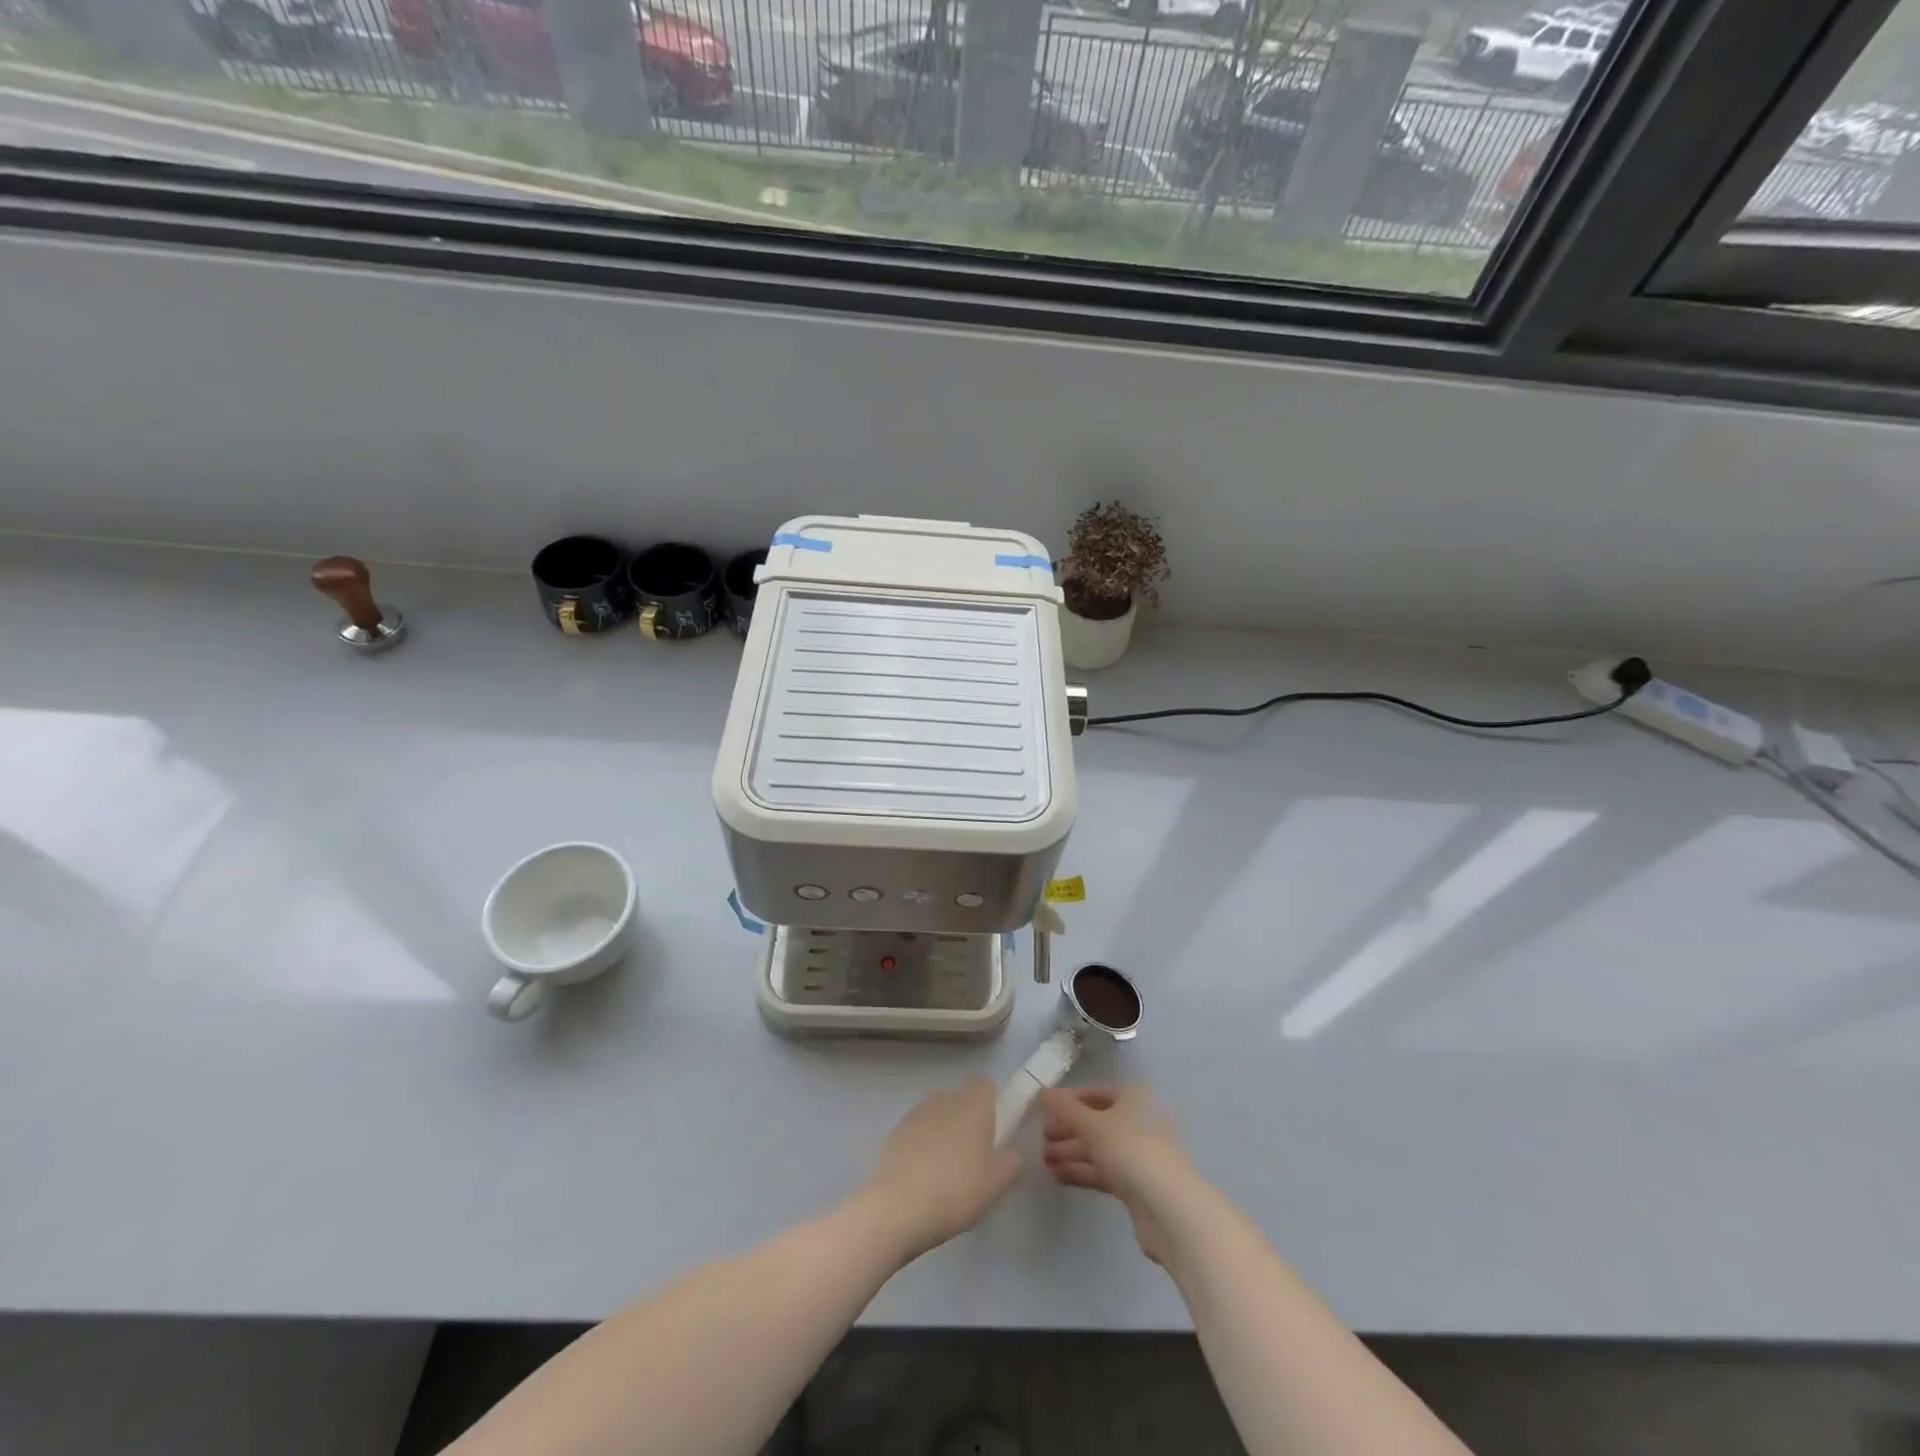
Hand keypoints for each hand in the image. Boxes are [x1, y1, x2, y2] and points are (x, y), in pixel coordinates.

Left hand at [858, 1078, 1022, 1262]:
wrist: (899, 1207)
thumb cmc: (958, 1190)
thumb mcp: (999, 1182)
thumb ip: (1013, 1159)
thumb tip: (1010, 1150)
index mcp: (973, 1103)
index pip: (985, 1085)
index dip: (992, 1104)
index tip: (994, 1133)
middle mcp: (944, 1098)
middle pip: (961, 1101)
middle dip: (968, 1122)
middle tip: (974, 1161)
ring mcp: (916, 1113)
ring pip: (938, 1117)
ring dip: (944, 1135)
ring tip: (946, 1175)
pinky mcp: (894, 1131)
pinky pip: (917, 1133)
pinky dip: (922, 1148)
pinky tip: (922, 1180)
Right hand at [1039, 1085, 1192, 1265]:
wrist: (1169, 1209)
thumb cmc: (1130, 1151)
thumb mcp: (1092, 1125)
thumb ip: (1064, 1109)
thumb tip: (1041, 1092)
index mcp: (1134, 1097)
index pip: (1094, 1093)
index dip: (1067, 1101)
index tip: (1041, 1111)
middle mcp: (1139, 1120)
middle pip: (1095, 1121)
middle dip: (1067, 1130)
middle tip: (1039, 1140)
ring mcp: (1139, 1153)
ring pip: (1099, 1148)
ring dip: (1071, 1153)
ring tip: (1043, 1161)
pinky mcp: (1137, 1184)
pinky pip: (1104, 1171)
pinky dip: (1082, 1171)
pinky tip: (1058, 1176)